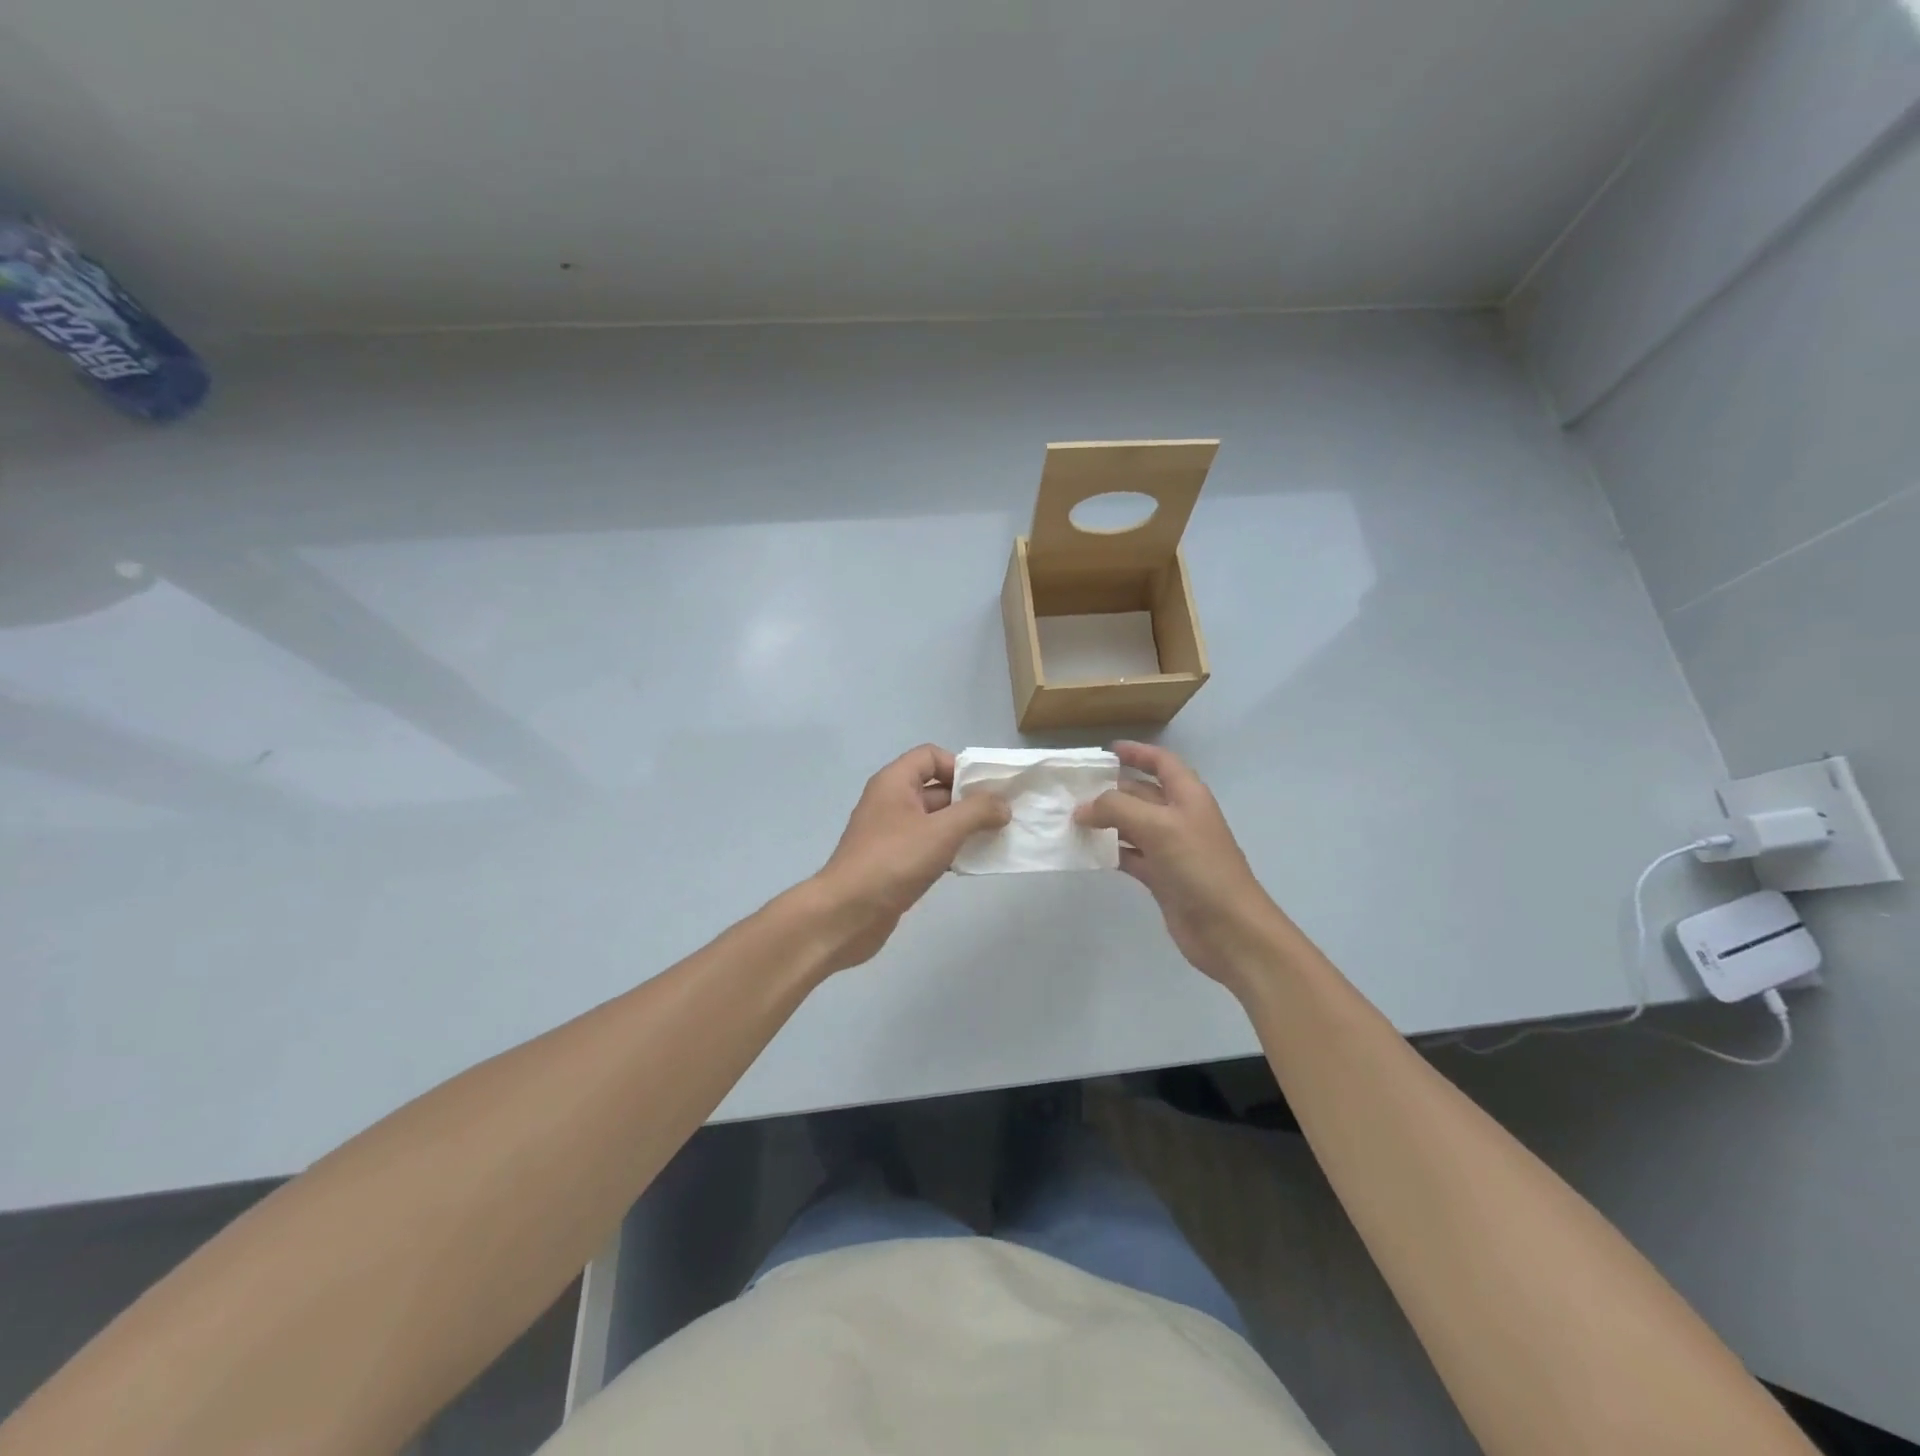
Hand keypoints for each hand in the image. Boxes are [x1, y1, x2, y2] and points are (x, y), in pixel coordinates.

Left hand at [810, 744, 1010, 970]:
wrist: (846, 914)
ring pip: (933, 820)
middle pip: (935, 788)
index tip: (984, 792)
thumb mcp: (941, 831)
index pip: (930, 756)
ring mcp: (890, 834)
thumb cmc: (893, 862)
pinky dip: (948, 850)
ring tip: (992, 840)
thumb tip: (1002, 805)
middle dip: (968, 801)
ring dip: (962, 828)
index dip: (959, 767)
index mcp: (894, 782)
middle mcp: (890, 802)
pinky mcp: (893, 862)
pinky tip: (969, 864)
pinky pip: (926, 846)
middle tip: (1001, 817)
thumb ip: (977, 812)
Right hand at [1075, 742, 1288, 990]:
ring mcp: (1171, 848)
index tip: (1106, 751)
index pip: (1162, 763)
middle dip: (1111, 790)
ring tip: (1071, 819)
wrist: (1229, 929)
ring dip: (1106, 821)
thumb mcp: (1158, 827)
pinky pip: (1130, 855)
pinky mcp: (1162, 877)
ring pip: (1132, 825)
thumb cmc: (1199, 867)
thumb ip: (1117, 809)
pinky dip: (1110, 851)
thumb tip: (1083, 809)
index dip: (1137, 753)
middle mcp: (1179, 817)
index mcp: (1188, 796)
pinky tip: (1087, 851)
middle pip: (1142, 794)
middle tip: (1073, 790)